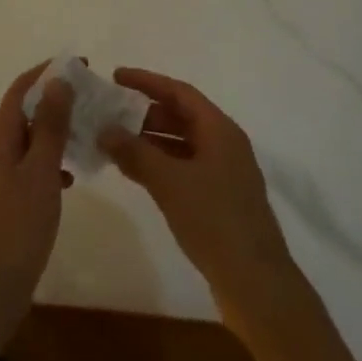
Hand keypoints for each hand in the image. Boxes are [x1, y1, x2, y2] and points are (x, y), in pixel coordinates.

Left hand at [0, 64, 72, 338]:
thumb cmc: (18, 222)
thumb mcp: (40, 169)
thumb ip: (50, 125)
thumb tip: (59, 80)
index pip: (22, 87)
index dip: (48, 72)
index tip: (82, 64)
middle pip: (26, 109)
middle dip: (57, 98)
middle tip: (92, 97)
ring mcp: (2, 173)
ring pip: (33, 138)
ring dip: (58, 129)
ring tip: (90, 130)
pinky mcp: (12, 196)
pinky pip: (35, 164)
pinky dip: (54, 160)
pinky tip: (74, 174)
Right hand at [99, 68, 298, 320]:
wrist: (256, 284)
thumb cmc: (214, 220)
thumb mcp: (169, 182)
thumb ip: (135, 152)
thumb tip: (104, 130)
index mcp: (220, 130)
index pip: (179, 92)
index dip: (147, 81)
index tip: (116, 76)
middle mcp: (224, 145)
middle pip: (181, 116)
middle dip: (144, 112)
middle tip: (110, 113)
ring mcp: (224, 174)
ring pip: (181, 144)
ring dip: (149, 141)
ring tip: (114, 143)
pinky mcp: (219, 200)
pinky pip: (184, 168)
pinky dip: (159, 165)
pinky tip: (135, 173)